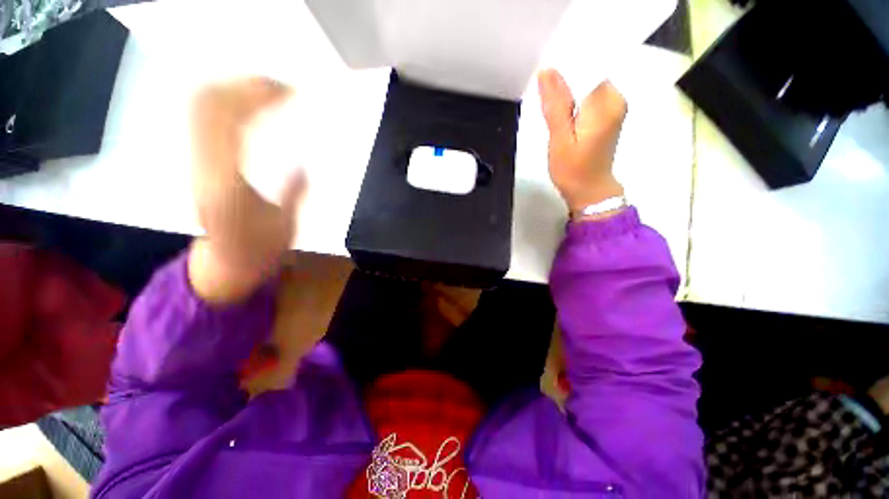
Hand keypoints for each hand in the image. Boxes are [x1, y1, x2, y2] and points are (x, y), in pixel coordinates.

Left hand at [188, 77, 304, 303]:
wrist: (224, 265)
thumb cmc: (260, 252)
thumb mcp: (286, 229)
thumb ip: (293, 195)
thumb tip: (303, 165)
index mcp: (227, 187)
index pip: (230, 125)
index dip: (256, 99)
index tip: (288, 92)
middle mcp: (203, 169)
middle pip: (208, 107)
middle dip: (244, 86)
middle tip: (281, 86)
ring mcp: (195, 164)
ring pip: (200, 109)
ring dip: (233, 90)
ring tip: (268, 90)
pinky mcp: (197, 163)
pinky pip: (203, 121)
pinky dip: (225, 103)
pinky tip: (249, 105)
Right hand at [538, 69, 627, 216]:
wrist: (589, 191)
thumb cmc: (573, 170)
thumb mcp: (559, 139)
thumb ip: (555, 105)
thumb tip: (546, 72)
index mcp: (606, 102)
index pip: (587, 66)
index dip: (564, 67)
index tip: (545, 75)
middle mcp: (615, 98)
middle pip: (588, 73)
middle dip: (565, 79)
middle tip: (544, 92)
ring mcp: (614, 106)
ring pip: (587, 85)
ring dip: (568, 90)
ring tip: (550, 102)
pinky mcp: (607, 115)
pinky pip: (588, 96)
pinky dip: (573, 100)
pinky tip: (561, 111)